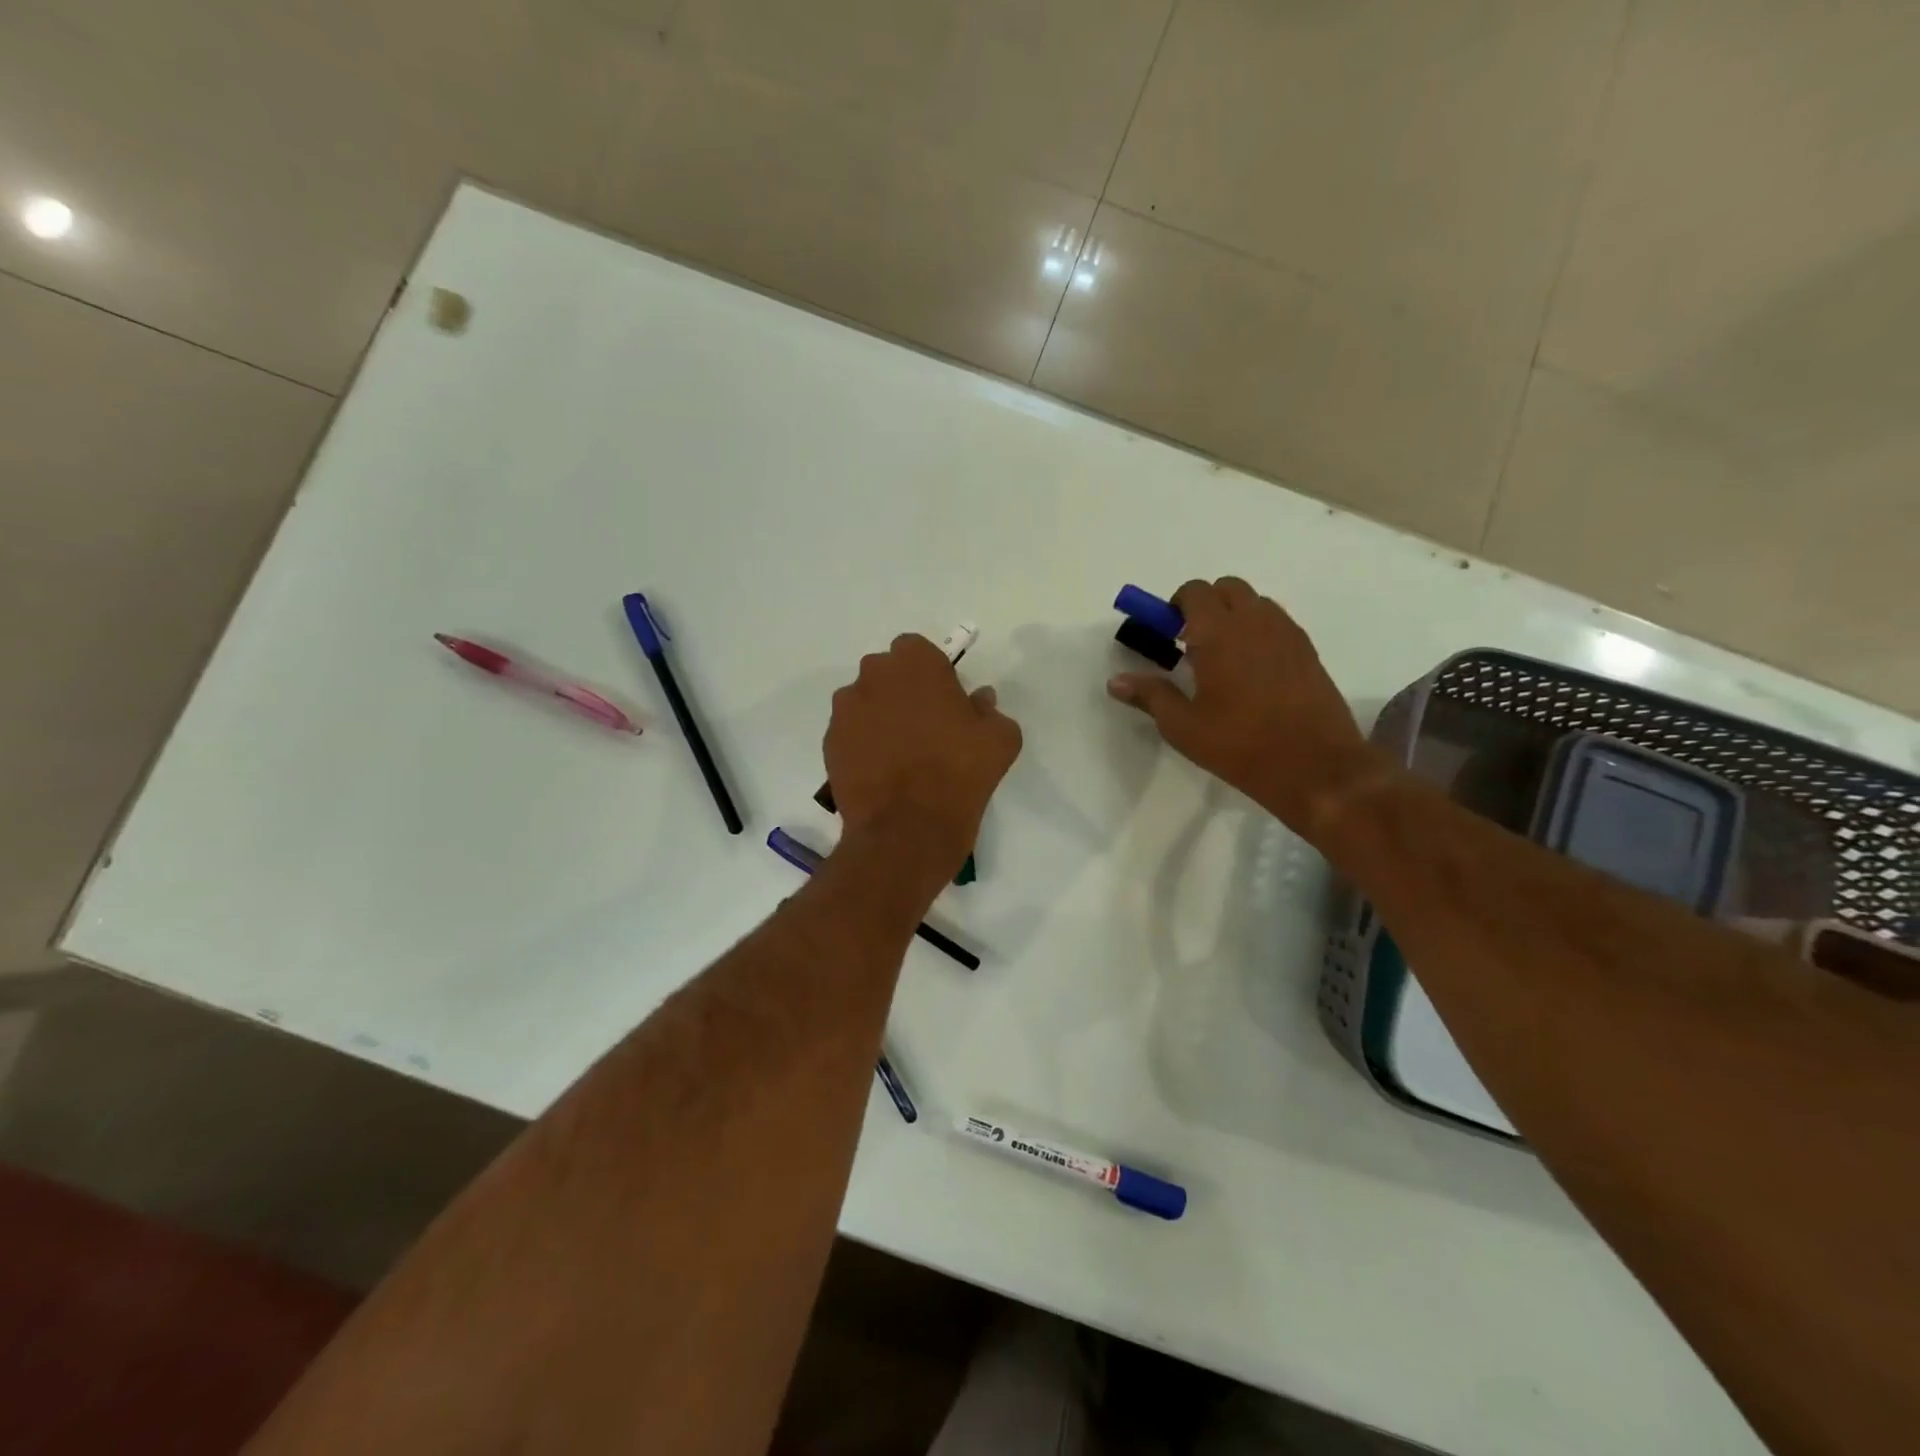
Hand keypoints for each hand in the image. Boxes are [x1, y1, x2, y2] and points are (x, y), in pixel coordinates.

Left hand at [825, 634, 1022, 880]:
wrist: (908, 828)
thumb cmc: (961, 773)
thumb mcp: (1001, 738)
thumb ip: (989, 709)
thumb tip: (979, 701)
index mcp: (914, 662)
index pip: (917, 650)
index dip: (931, 674)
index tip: (945, 701)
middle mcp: (872, 675)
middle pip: (886, 673)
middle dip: (901, 691)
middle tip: (924, 727)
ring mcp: (845, 710)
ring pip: (864, 702)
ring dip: (880, 717)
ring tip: (900, 754)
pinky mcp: (829, 742)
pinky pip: (850, 733)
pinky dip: (863, 744)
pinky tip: (882, 772)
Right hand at [1107, 577, 1379, 829]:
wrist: (1316, 767)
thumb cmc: (1240, 746)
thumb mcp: (1183, 727)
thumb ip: (1150, 696)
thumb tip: (1115, 681)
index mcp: (1219, 633)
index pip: (1195, 591)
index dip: (1176, 606)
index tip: (1167, 634)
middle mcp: (1255, 621)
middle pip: (1227, 588)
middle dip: (1205, 605)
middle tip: (1192, 644)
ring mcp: (1287, 633)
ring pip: (1255, 602)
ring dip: (1234, 615)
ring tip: (1223, 658)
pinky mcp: (1308, 651)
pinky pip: (1277, 622)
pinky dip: (1259, 631)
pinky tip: (1252, 672)